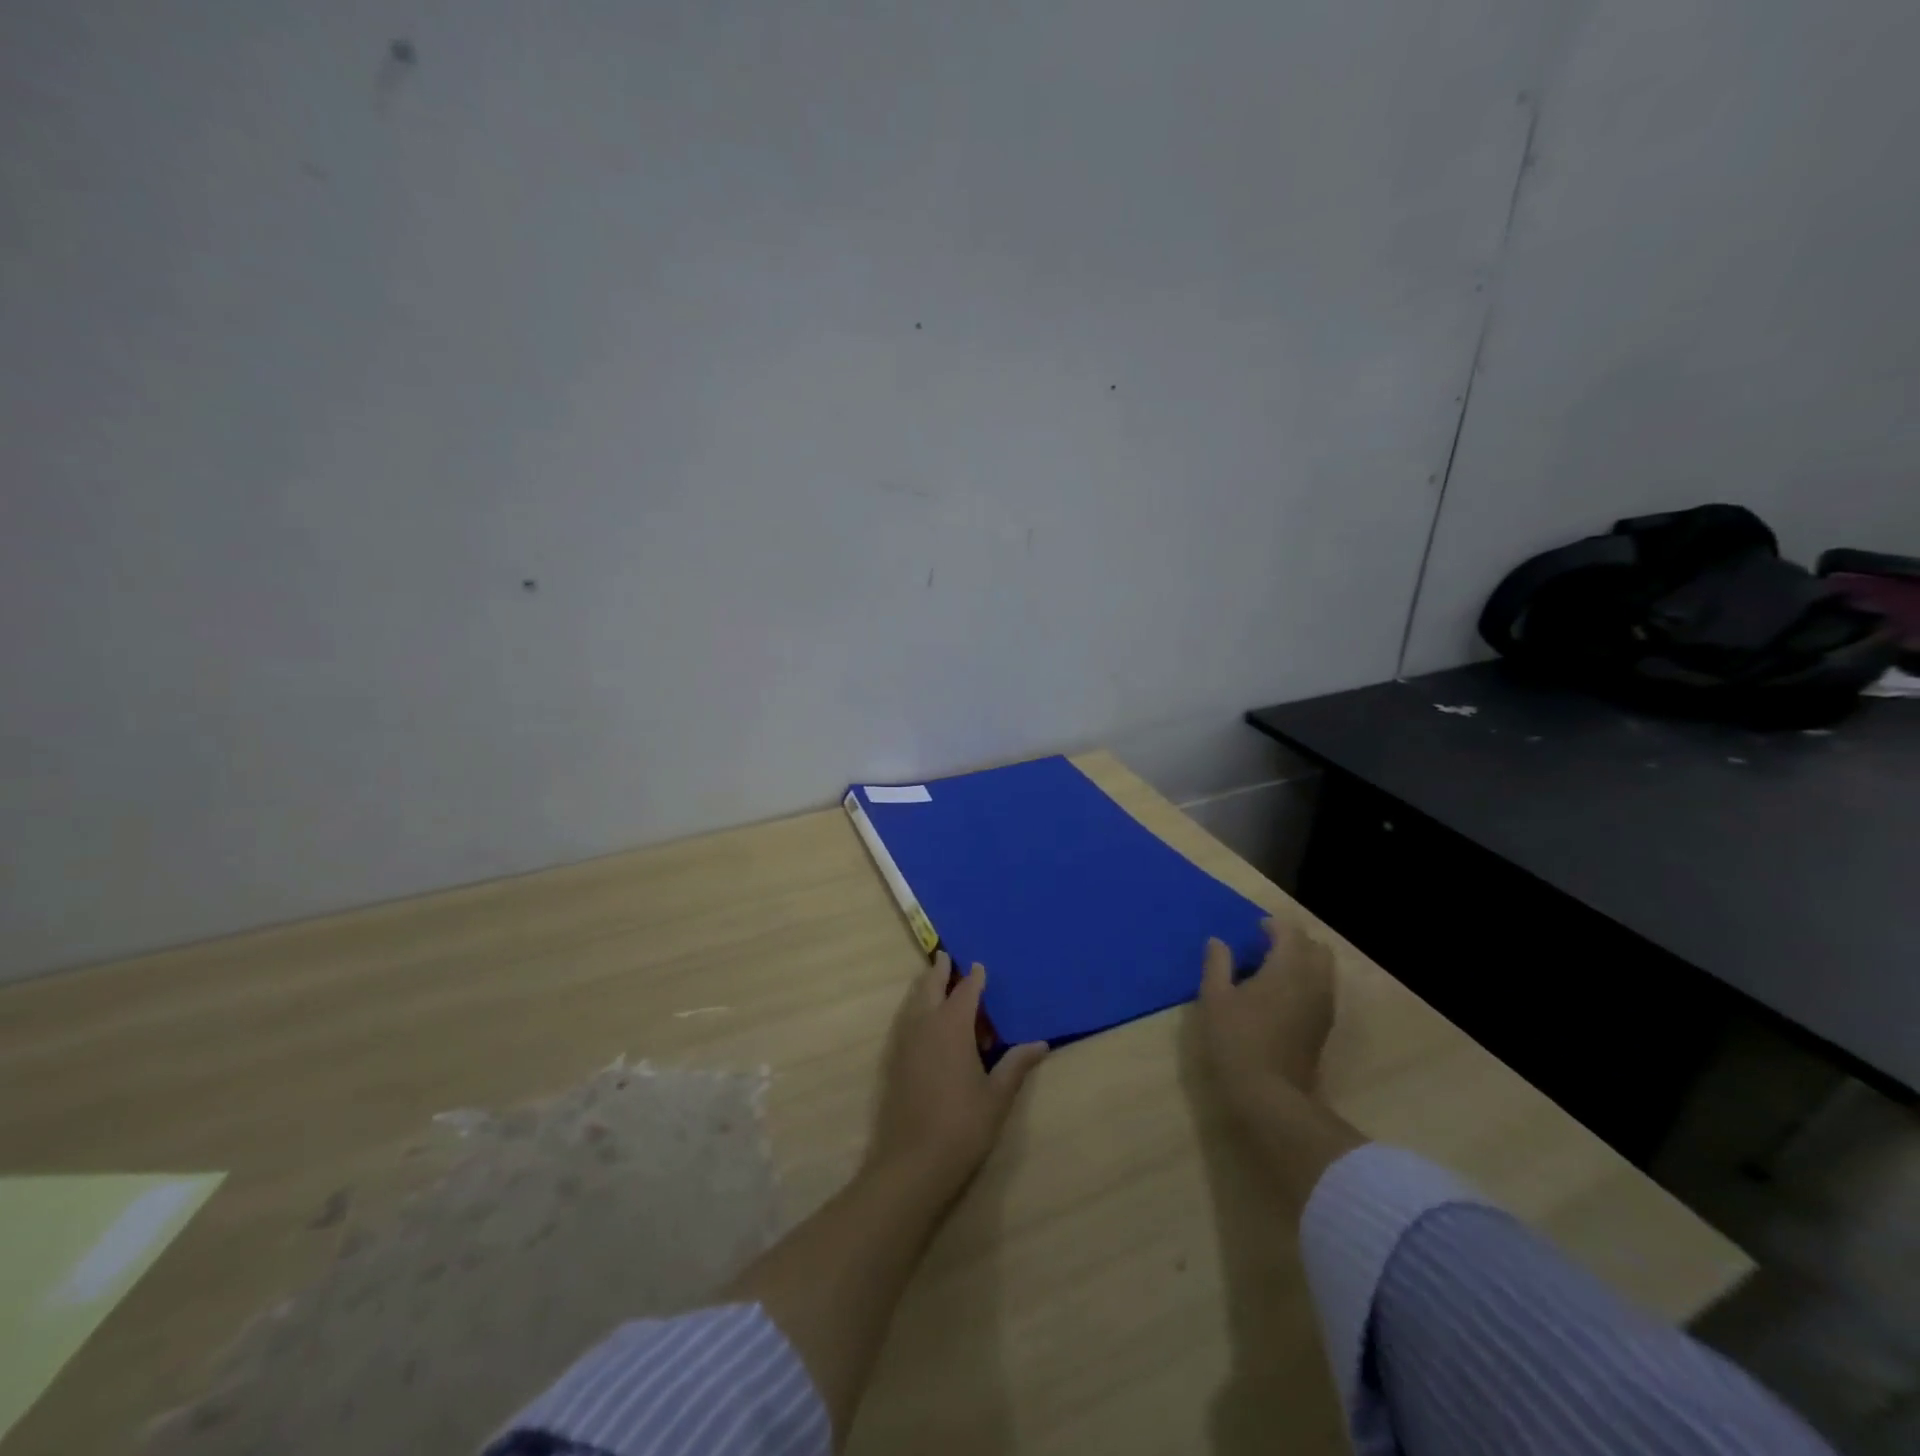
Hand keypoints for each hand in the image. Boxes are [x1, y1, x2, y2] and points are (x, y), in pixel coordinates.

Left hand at [867, 952, 1047, 1197]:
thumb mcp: (997, 1096)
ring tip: (936, 983)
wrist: (912, 1163)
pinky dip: (916, 1011)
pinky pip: (906, 1022)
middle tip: (947, 958)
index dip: (974, 978)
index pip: (965, 991)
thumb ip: (1016, 1065)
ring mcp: (904, 1042)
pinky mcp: (893, 1061)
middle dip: (939, 971)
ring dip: (925, 989)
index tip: (979, 966)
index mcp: (952, 1026)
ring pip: (913, 1002)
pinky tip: (926, 1026)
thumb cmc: (963, 1126)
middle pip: (930, 986)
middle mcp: (925, 1025)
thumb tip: (1041, 1044)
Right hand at [1198, 918, 1337, 1119]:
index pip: (1291, 933)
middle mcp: (1314, 982)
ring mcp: (1323, 1007)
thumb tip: (1217, 941)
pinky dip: (1307, 983)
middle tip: (1267, 947)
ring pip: (1324, 971)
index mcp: (1288, 968)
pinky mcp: (1323, 1028)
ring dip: (1303, 963)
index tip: (1254, 929)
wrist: (1269, 1095)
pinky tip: (1281, 997)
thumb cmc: (1236, 1040)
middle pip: (1317, 949)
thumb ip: (1217, 964)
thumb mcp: (1215, 998)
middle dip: (1295, 942)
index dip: (1273, 926)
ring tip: (1273, 971)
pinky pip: (1322, 991)